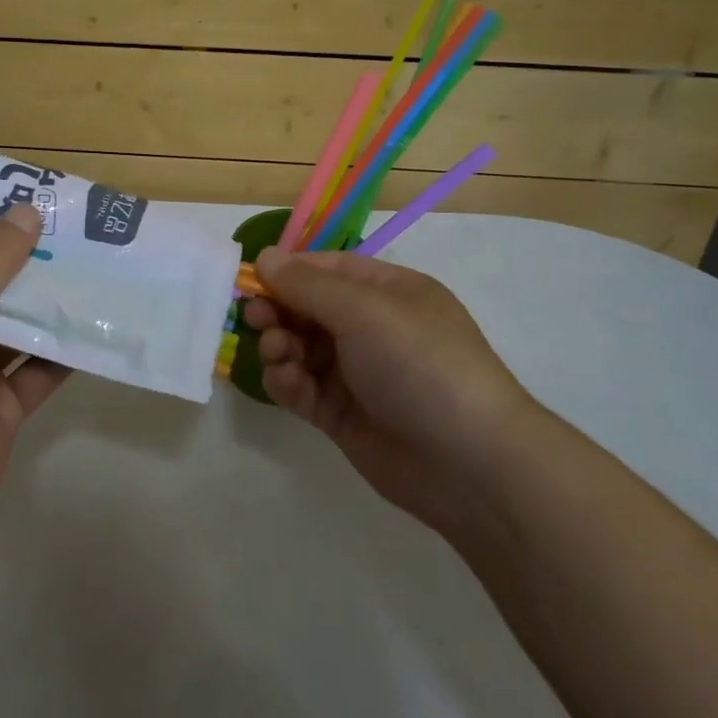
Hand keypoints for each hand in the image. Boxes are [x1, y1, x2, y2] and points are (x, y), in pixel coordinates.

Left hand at [0, 203, 69, 546]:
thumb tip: (28, 212)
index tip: (19, 194)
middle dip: (26, 260)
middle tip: (72, 225)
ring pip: (19, 326)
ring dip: (51, 301)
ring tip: (96, 262)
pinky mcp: (4, 405)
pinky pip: (41, 368)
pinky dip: (67, 350)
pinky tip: (101, 322)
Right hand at [244, 247, 544, 537]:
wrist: (468, 462)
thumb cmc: (420, 364)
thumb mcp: (365, 310)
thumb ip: (308, 285)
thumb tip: (265, 256)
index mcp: (388, 292)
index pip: (327, 269)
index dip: (288, 271)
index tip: (250, 280)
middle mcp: (371, 328)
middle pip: (308, 308)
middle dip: (278, 310)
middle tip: (255, 319)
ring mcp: (356, 373)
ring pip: (299, 348)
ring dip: (279, 346)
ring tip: (277, 355)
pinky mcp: (341, 414)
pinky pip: (301, 387)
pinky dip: (286, 382)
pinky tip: (286, 382)